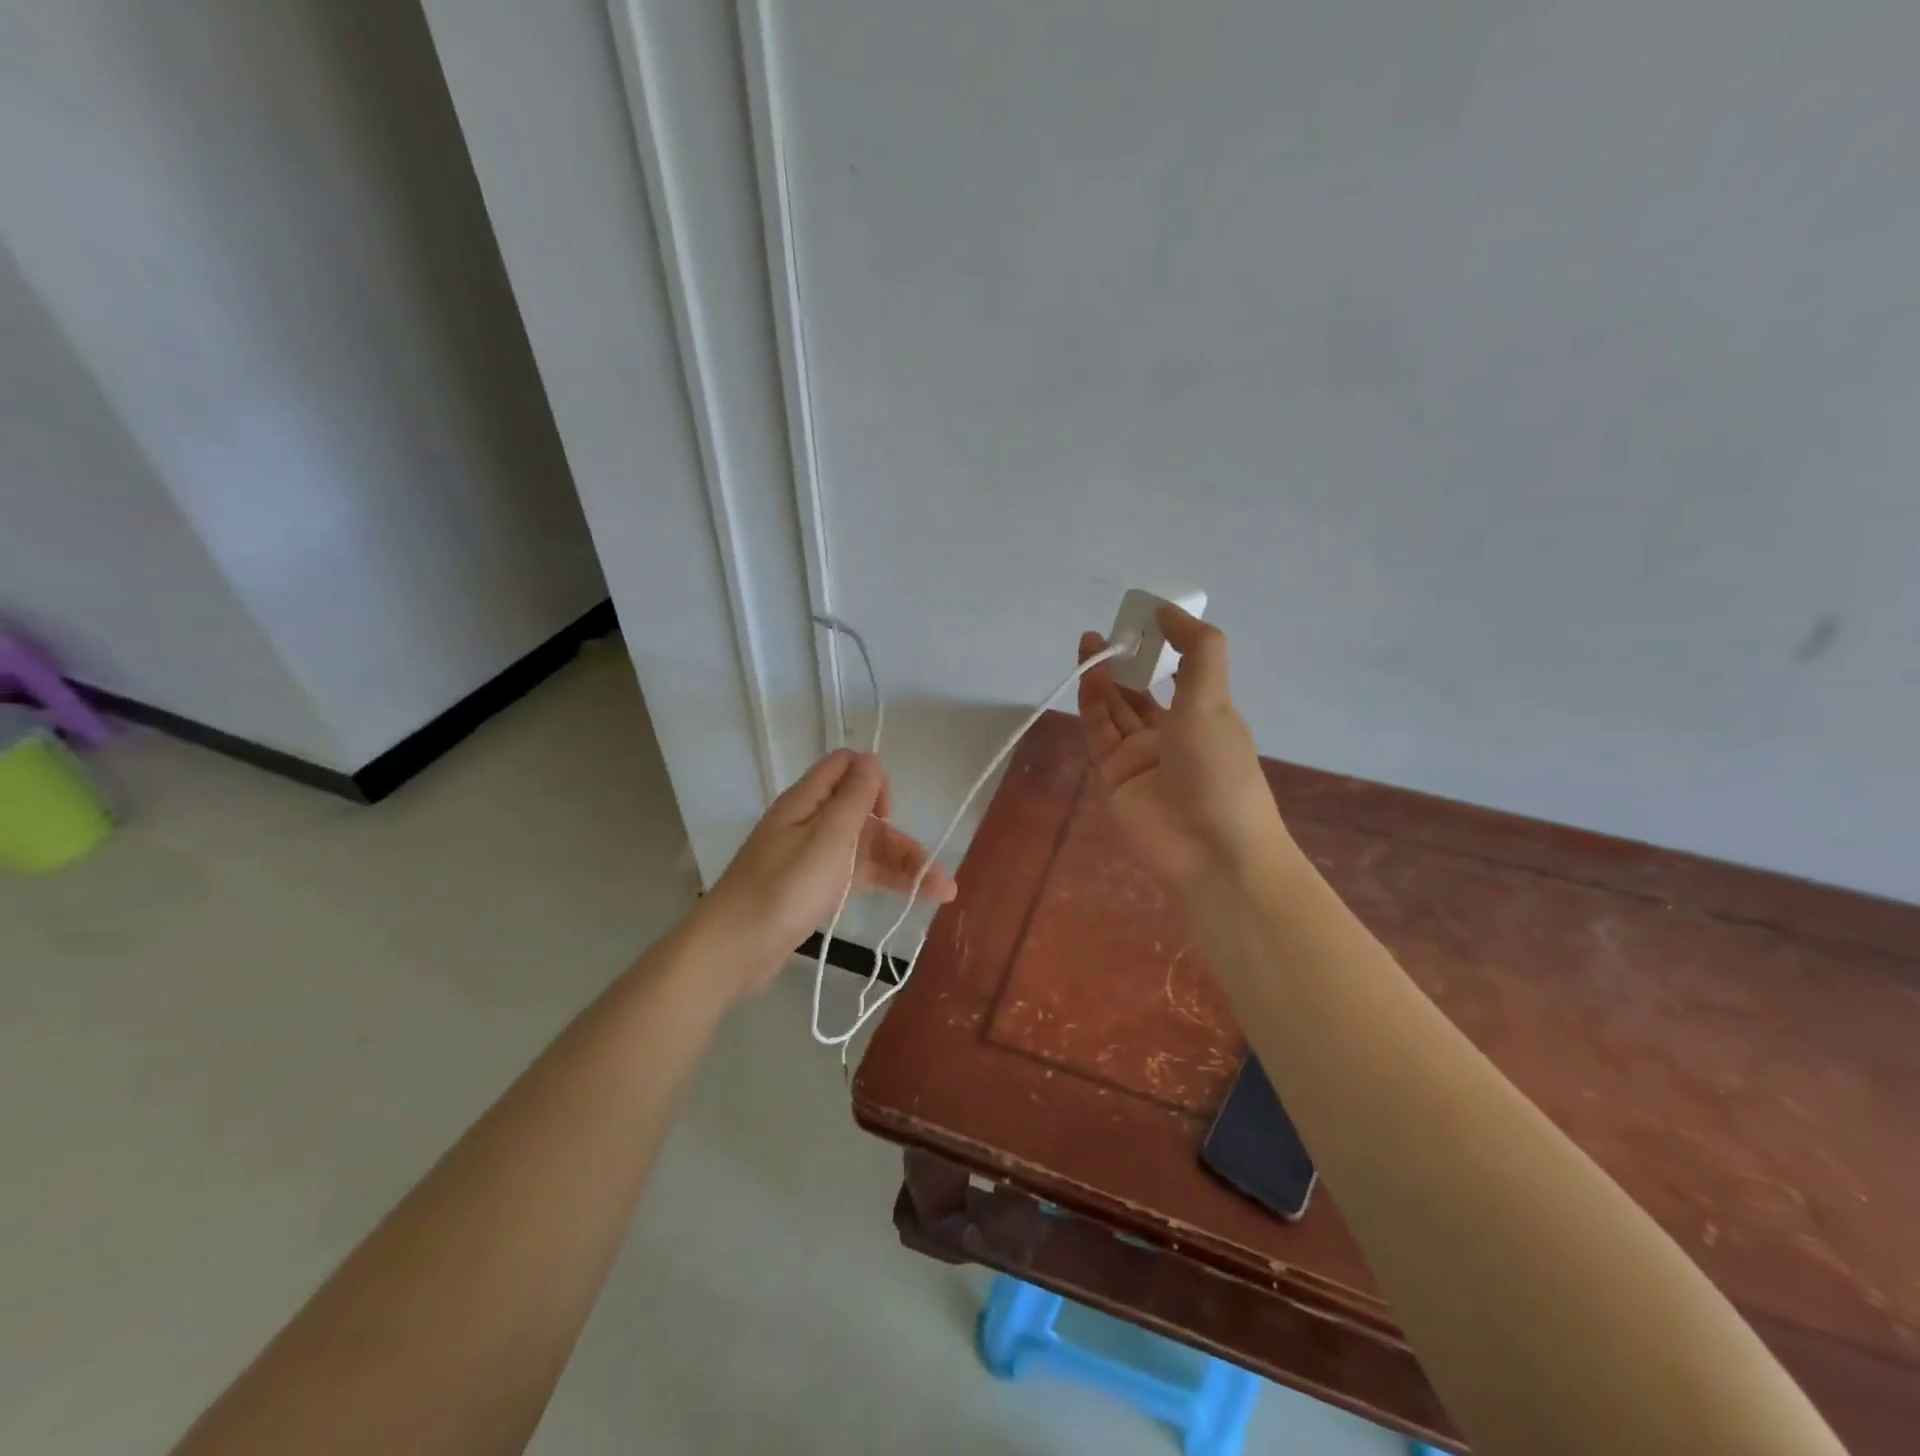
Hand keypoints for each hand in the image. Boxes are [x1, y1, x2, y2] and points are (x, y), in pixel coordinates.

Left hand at [700, 749, 955, 996]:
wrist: (735, 949)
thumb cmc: (786, 886)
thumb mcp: (828, 836)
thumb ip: (854, 796)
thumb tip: (871, 759)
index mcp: (808, 800)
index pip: (846, 767)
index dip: (874, 782)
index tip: (885, 815)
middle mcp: (811, 822)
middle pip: (865, 815)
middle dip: (903, 839)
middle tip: (938, 876)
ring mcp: (811, 857)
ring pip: (865, 849)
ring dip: (903, 865)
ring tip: (943, 893)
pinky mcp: (812, 887)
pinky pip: (854, 874)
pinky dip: (883, 881)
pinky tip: (912, 897)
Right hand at [1077, 606, 1291, 893]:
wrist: (1210, 852)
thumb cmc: (1220, 771)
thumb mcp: (1214, 702)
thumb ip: (1197, 652)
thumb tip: (1169, 611)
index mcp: (1206, 715)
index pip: (1181, 672)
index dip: (1165, 645)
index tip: (1145, 618)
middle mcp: (1172, 733)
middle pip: (1142, 689)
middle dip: (1126, 660)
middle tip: (1108, 630)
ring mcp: (1141, 755)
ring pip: (1116, 708)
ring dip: (1104, 676)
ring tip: (1091, 642)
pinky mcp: (1114, 775)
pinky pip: (1100, 732)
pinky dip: (1092, 703)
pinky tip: (1089, 675)